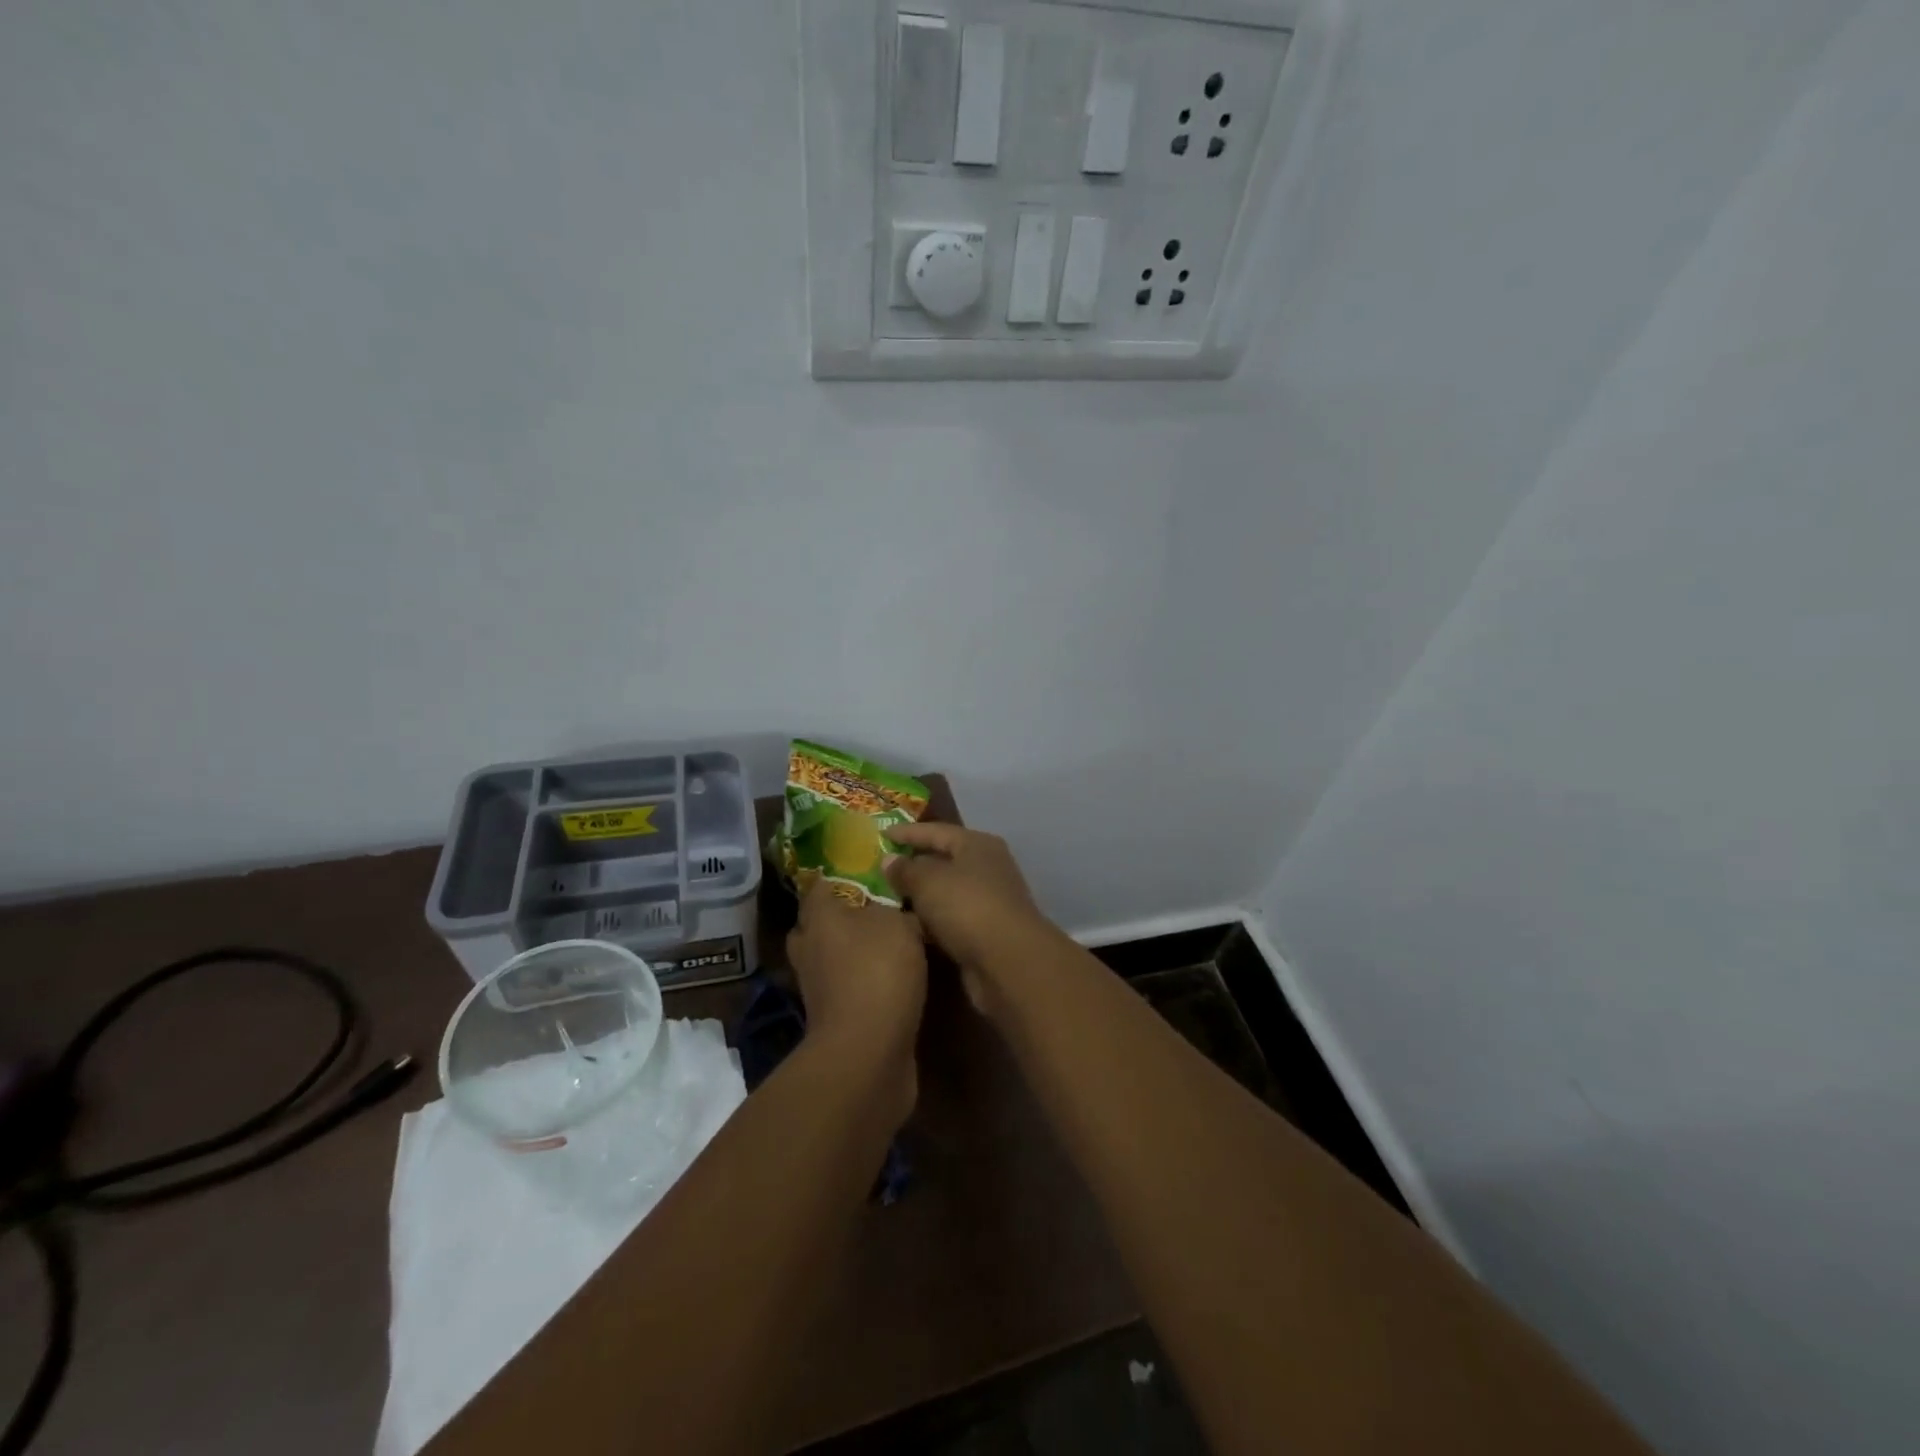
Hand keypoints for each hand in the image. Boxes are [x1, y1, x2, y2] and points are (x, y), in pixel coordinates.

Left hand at [785, 882, 927, 1121]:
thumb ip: (896, 910)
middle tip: (879, 910)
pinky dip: (863, 983)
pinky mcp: (832, 1017)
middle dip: (843, 917)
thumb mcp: (899, 925)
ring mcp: (816, 987)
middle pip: (819, 924)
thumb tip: (896, 910)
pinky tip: (892, 980)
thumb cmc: (878, 971)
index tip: (868, 872)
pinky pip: (846, 988)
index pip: (820, 885)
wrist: (868, 1051)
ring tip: (891, 946)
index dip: (841, 876)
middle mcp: (809, 948)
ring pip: (832, 957)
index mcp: (818, 917)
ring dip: (853, 953)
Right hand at [883, 823, 1055, 1015]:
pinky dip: (930, 920)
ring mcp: (988, 901)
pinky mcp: (985, 932)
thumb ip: (905, 869)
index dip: (907, 832)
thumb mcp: (928, 882)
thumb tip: (889, 860)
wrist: (1008, 962)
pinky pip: (949, 918)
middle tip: (879, 869)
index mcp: (977, 844)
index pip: (936, 831)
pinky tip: (907, 925)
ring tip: (885, 898)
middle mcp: (987, 867)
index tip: (880, 834)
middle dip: (912, 864)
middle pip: (943, 860)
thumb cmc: (967, 908)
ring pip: (945, 892)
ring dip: (920, 895)